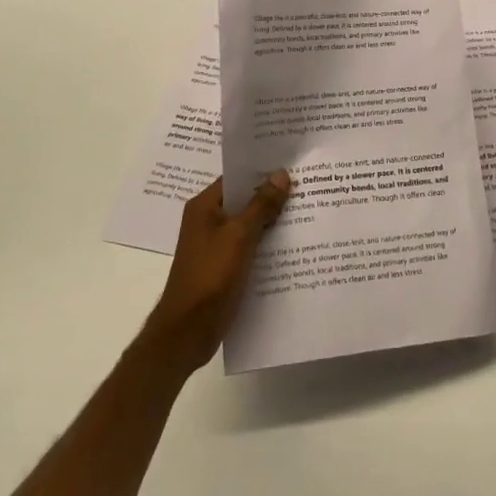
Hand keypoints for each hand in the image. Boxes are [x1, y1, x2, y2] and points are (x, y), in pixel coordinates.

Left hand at [141, 171, 291, 372]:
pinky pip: (249, 247)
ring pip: (249, 225)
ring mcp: (216, 245)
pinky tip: (293, 244)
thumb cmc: (210, 276)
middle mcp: (208, 221)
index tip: (292, 164)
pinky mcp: (224, 267)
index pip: (236, 178)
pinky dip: (267, 243)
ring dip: (272, 221)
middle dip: (272, 195)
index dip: (262, 171)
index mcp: (204, 207)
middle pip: (244, 200)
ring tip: (307, 210)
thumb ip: (261, 205)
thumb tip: (281, 174)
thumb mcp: (239, 236)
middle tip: (307, 185)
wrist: (188, 331)